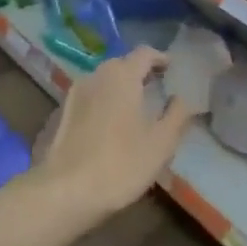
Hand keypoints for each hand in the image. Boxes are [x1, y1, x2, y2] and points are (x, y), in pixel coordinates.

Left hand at [34, 47, 196, 215]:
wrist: (65, 192)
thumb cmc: (121, 164)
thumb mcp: (162, 143)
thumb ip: (178, 115)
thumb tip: (184, 98)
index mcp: (122, 76)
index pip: (145, 53)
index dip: (161, 59)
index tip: (173, 71)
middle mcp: (96, 76)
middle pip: (122, 65)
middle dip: (141, 74)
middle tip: (158, 91)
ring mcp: (75, 94)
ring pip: (104, 82)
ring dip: (121, 89)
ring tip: (136, 110)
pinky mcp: (62, 114)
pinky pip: (90, 98)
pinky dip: (104, 103)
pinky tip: (111, 127)